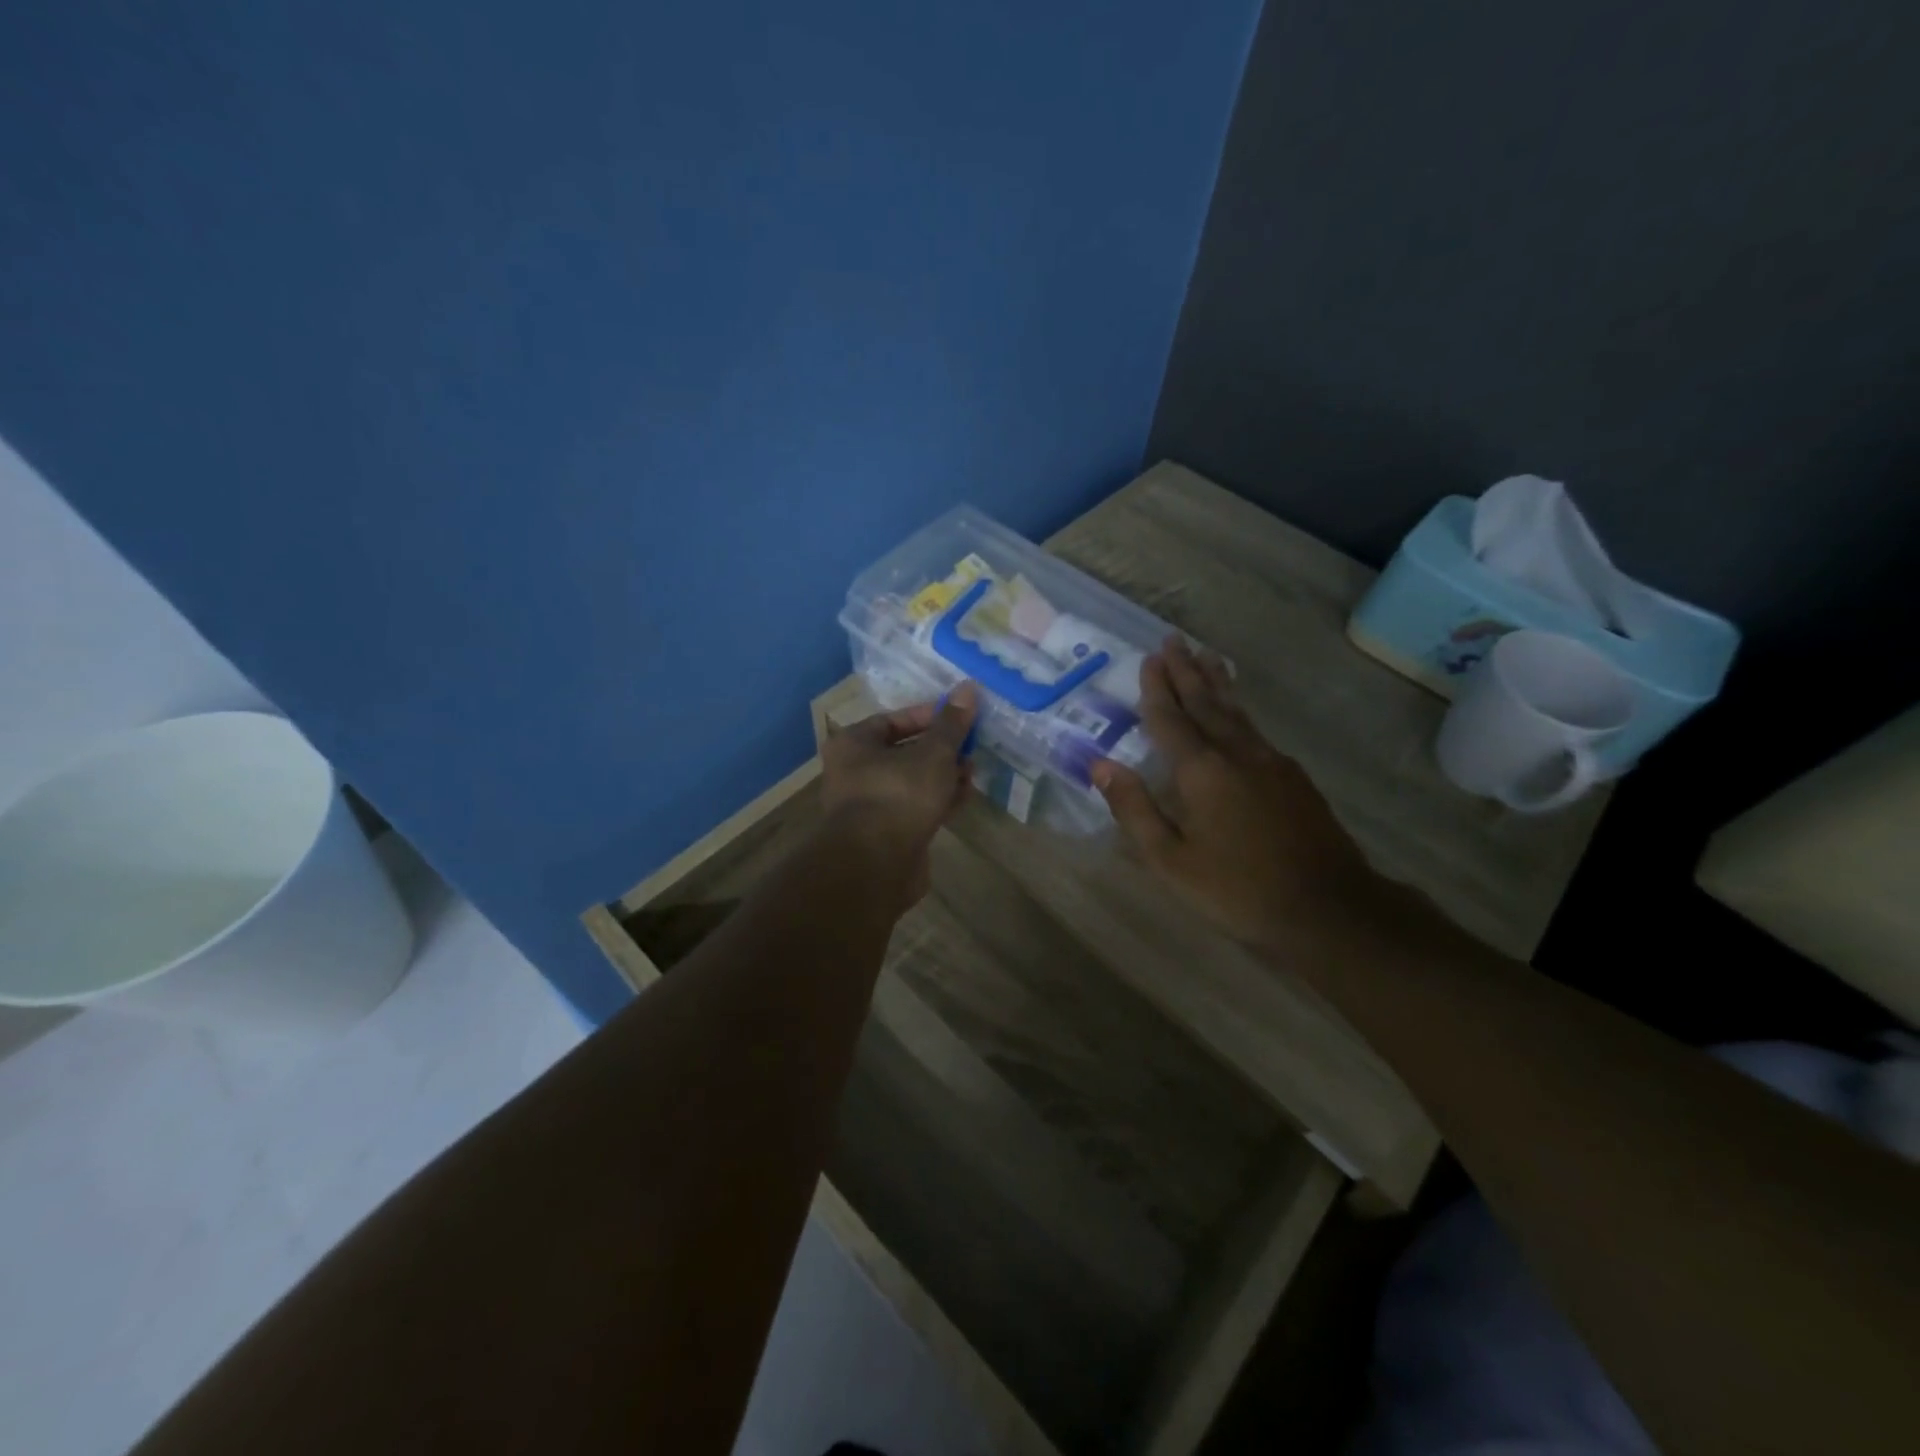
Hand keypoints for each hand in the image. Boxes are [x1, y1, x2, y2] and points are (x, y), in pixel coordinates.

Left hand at [820, 684, 978, 906]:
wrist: (876, 865)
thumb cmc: (898, 795)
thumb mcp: (933, 753)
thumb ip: (952, 724)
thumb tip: (969, 687)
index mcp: (854, 744)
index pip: (893, 719)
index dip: (929, 716)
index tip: (961, 717)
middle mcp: (854, 771)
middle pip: (904, 751)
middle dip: (941, 749)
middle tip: (971, 747)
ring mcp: (869, 805)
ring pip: (912, 781)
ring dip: (942, 776)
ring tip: (972, 772)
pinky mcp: (885, 833)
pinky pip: (914, 808)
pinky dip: (937, 800)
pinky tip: (963, 798)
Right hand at [1091, 639, 1375, 950]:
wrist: (1327, 907)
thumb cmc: (1237, 888)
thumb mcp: (1170, 859)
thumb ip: (1134, 809)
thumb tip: (1100, 765)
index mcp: (1202, 771)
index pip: (1171, 719)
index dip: (1157, 689)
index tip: (1149, 658)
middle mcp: (1236, 753)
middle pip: (1206, 703)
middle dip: (1186, 671)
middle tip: (1174, 640)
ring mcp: (1271, 762)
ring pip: (1236, 711)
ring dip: (1216, 682)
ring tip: (1206, 655)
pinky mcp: (1293, 777)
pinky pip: (1255, 728)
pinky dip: (1238, 708)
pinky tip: (1237, 711)